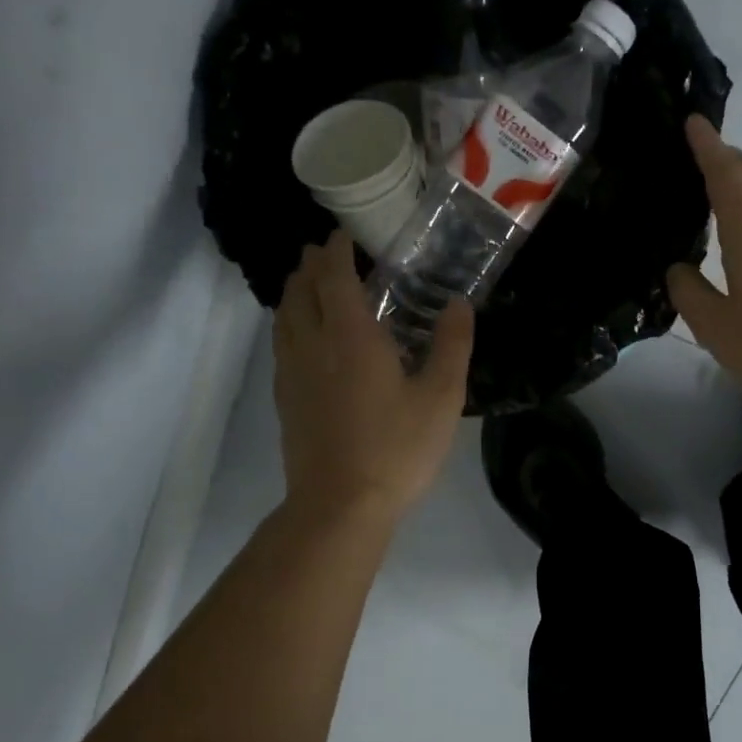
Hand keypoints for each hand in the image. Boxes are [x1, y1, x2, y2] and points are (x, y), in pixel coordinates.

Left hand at [273, 230, 474, 525]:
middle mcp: (313, 344)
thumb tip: (459, 303)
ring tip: (310, 284)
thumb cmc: (396, 449)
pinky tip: (304, 337)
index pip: (334, 276)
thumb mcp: (441, 398)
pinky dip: (290, 322)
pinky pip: (281, 344)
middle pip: (300, 290)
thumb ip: (452, 345)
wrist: (340, 506)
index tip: (345, 235)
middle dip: (311, 265)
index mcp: (351, 336)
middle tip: (326, 252)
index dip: (337, 250)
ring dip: (295, 291)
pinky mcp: (285, 399)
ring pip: (283, 316)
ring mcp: (292, 373)